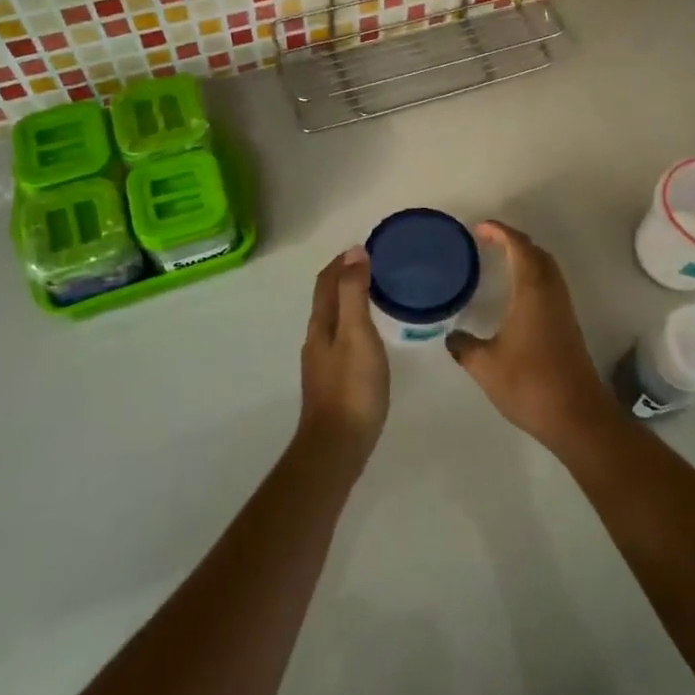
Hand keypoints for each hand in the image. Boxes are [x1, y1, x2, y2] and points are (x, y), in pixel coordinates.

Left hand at [298, 246, 389, 458]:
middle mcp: (316, 340)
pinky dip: (355, 325)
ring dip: (350, 302)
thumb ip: (355, 293)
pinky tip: (372, 337)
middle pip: (327, 299)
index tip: (365, 248)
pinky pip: (342, 340)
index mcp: (320, 325)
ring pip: (334, 321)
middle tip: (376, 268)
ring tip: (378, 296)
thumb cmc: (352, 386)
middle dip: (346, 279)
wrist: (338, 446)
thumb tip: (354, 253)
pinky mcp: (333, 382)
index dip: (341, 262)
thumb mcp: (357, 333)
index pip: (326, 282)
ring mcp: (322, 363)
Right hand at [446, 222, 614, 453]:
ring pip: (547, 269)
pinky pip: (550, 286)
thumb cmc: (529, 384)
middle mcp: (551, 293)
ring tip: (500, 263)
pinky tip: (516, 297)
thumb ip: (464, 347)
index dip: (500, 232)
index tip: (480, 229)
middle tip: (488, 242)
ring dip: (526, 259)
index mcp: (532, 292)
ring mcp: (563, 310)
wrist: (576, 415)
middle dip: (514, 241)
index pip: (519, 248)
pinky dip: (533, 277)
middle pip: (537, 253)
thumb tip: (452, 337)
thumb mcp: (485, 366)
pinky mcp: (568, 326)